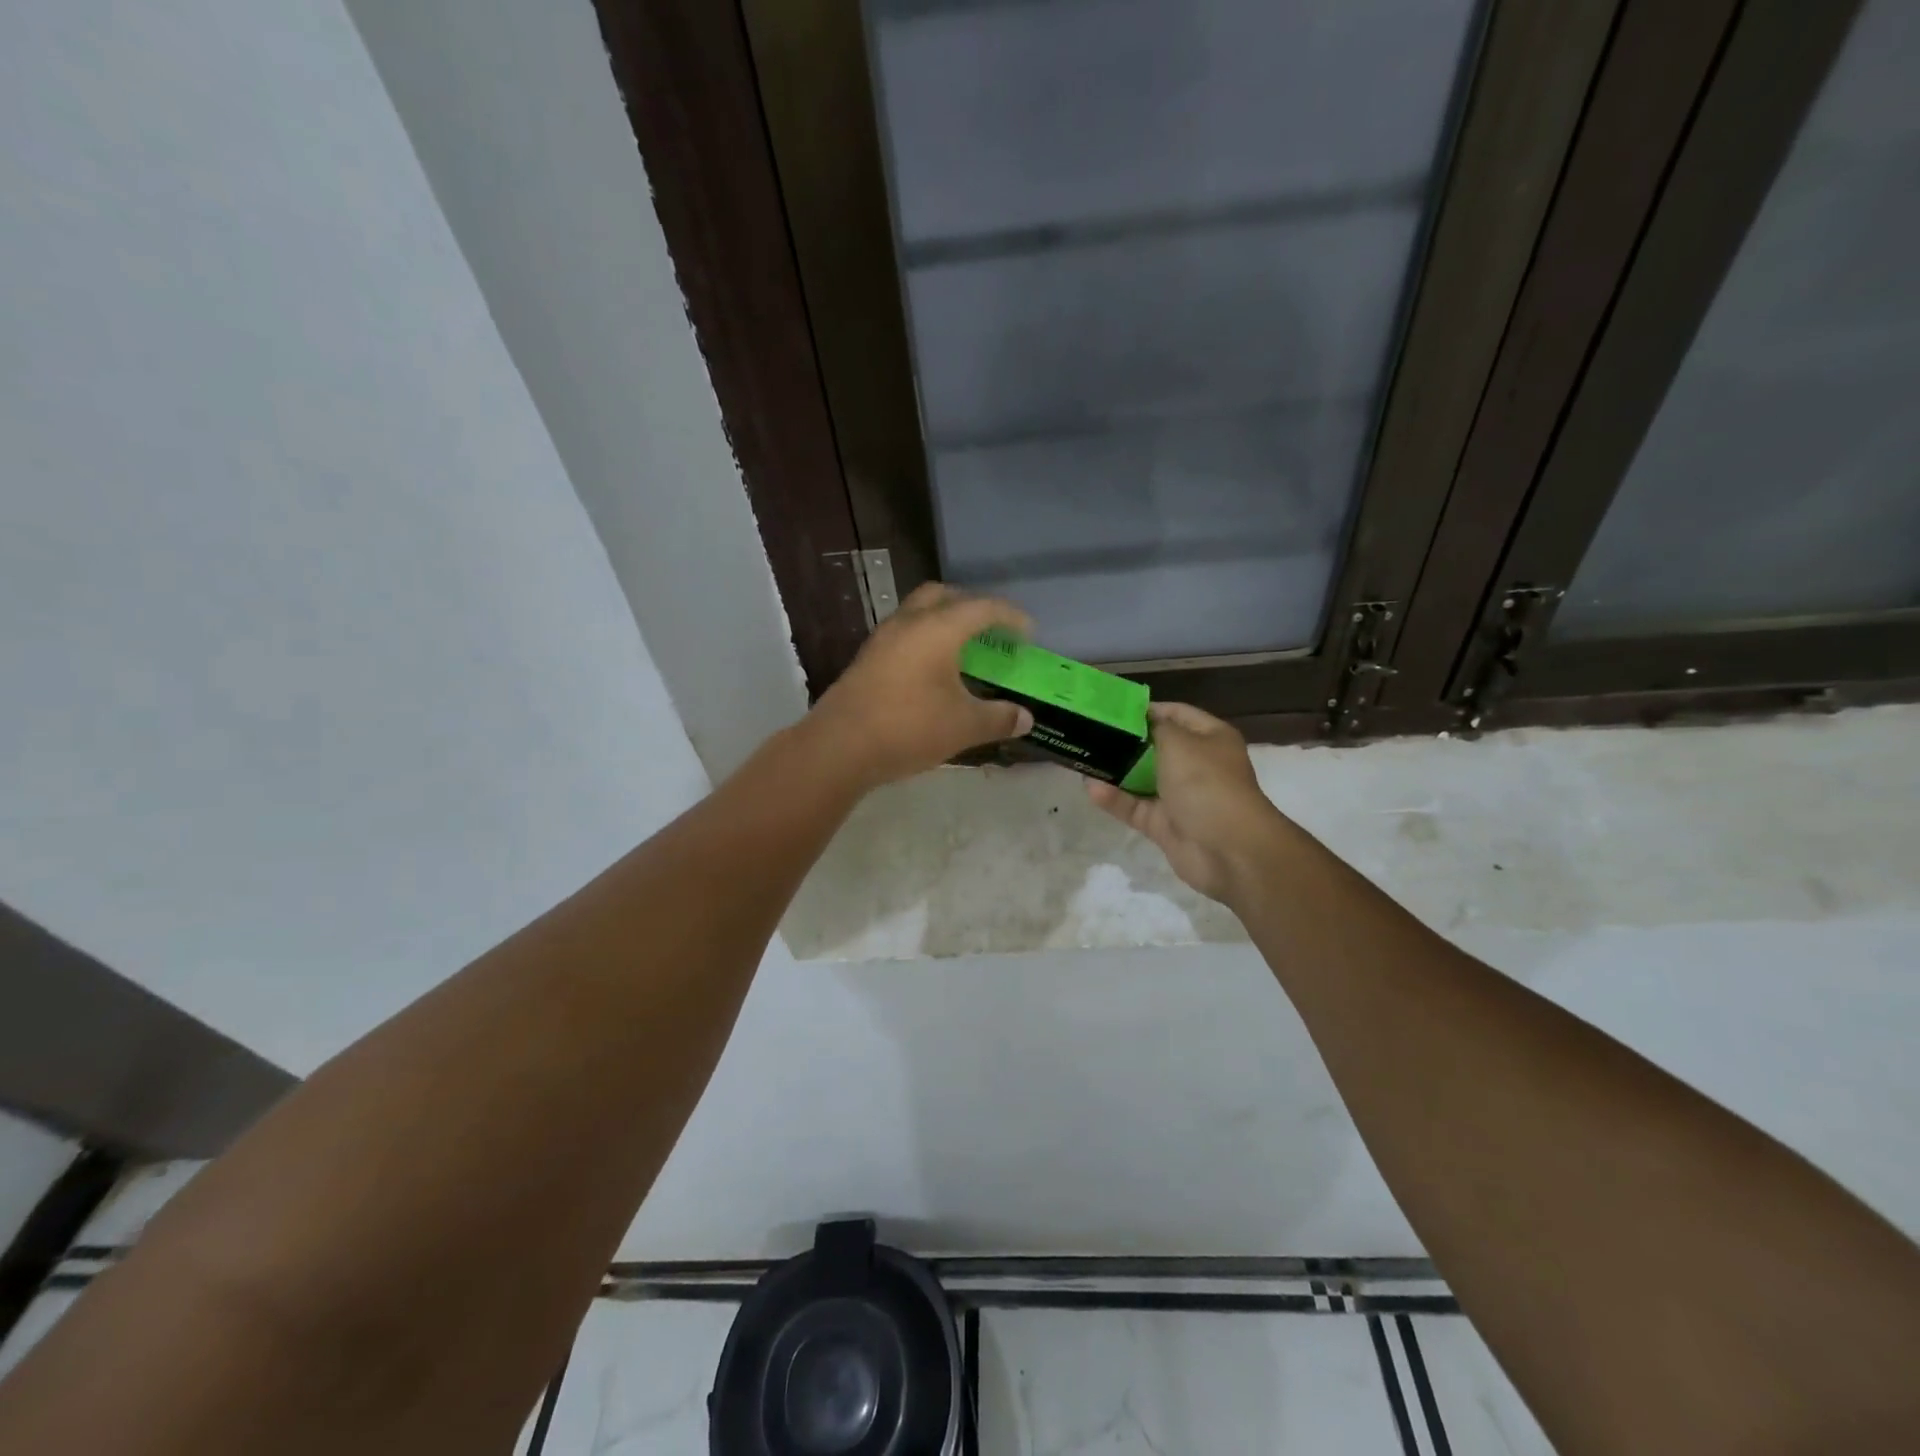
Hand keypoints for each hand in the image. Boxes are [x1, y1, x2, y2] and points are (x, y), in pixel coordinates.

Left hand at [808, 583, 1034, 788]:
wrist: (839, 746)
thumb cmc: (909, 728)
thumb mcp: (964, 726)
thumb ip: (999, 718)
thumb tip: (1026, 719)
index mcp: (938, 628)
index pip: (982, 608)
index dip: (1010, 617)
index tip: (1028, 633)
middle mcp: (909, 623)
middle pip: (944, 596)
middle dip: (972, 606)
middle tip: (991, 631)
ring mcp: (883, 639)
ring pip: (918, 613)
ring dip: (944, 622)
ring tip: (963, 651)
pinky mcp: (867, 659)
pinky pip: (904, 634)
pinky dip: (925, 640)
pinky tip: (933, 671)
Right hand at [1086, 702, 1291, 903]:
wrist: (1229, 850)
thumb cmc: (1207, 784)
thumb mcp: (1180, 743)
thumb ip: (1155, 728)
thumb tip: (1141, 721)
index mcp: (1210, 739)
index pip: (1176, 714)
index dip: (1147, 710)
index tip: (1111, 709)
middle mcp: (1196, 765)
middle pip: (1155, 747)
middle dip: (1124, 742)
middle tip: (1089, 733)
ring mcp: (1179, 797)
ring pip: (1140, 779)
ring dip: (1114, 771)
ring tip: (1083, 759)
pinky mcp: (1164, 824)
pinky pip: (1135, 807)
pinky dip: (1114, 799)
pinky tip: (1091, 788)